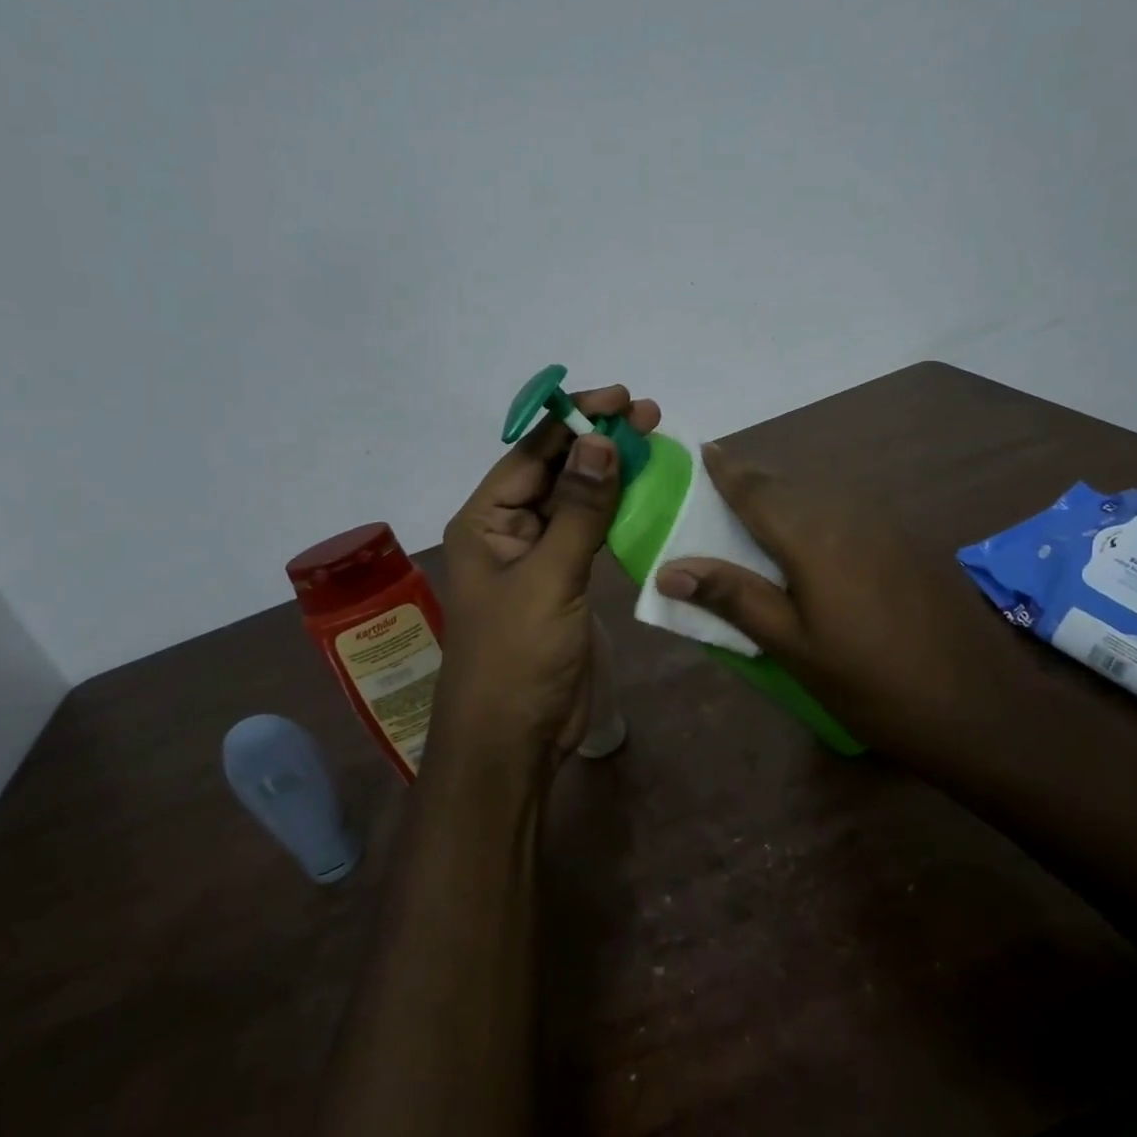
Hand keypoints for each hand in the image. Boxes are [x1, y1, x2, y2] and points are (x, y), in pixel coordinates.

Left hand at [430, 386, 660, 787]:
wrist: (515, 738)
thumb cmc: (518, 655)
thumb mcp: (549, 577)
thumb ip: (579, 510)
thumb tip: (599, 440)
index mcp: (485, 520)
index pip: (531, 454)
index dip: (574, 421)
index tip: (620, 399)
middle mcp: (507, 529)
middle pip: (554, 470)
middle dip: (597, 441)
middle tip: (648, 415)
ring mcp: (537, 555)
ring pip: (575, 499)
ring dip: (609, 472)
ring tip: (652, 442)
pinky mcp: (564, 580)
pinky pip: (589, 532)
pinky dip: (615, 510)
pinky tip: (644, 490)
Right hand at [654, 443, 1010, 758]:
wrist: (981, 708)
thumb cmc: (871, 685)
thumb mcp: (793, 648)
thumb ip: (734, 598)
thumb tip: (669, 567)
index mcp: (814, 537)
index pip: (757, 490)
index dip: (726, 470)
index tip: (702, 450)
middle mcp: (849, 515)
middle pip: (788, 486)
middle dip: (751, 482)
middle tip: (717, 491)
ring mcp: (886, 526)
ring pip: (821, 496)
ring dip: (785, 498)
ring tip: (756, 516)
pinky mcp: (908, 543)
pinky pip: (847, 512)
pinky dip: (817, 515)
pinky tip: (811, 543)